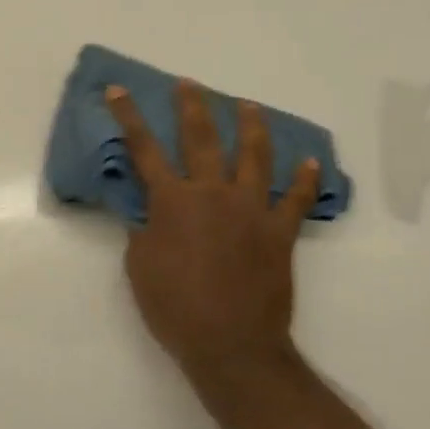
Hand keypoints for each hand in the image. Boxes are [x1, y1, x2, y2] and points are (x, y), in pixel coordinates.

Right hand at [104, 82, 321, 395]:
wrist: (231, 344)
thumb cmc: (174, 307)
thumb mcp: (139, 265)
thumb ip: (144, 228)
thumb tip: (147, 208)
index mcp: (173, 201)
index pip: (144, 149)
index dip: (128, 116)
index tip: (119, 90)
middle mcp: (213, 194)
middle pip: (202, 138)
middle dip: (192, 106)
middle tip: (189, 84)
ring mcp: (251, 210)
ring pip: (254, 156)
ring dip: (250, 127)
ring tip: (248, 106)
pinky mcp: (280, 232)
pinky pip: (297, 200)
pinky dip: (305, 180)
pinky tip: (310, 162)